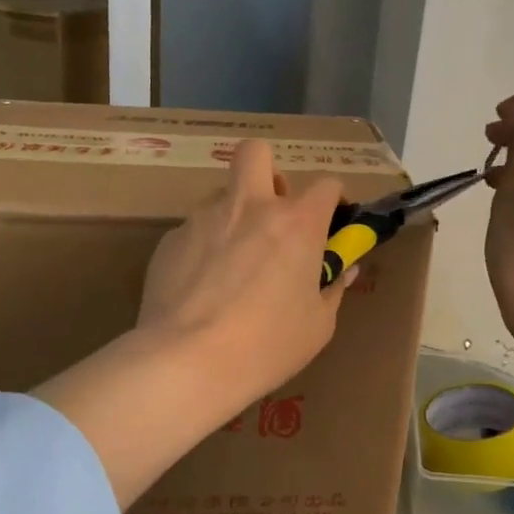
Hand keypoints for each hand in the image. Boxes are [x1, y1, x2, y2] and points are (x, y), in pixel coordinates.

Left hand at [137, 139, 349, 417]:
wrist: (187, 361)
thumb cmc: (267, 345)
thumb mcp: (317, 325)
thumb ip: (332, 289)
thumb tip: (343, 270)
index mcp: (296, 223)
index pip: (326, 184)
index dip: (333, 198)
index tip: (331, 218)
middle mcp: (249, 206)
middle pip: (256, 152)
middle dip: (268, 170)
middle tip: (272, 209)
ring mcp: (204, 219)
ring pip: (222, 194)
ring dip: (234, 215)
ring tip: (232, 262)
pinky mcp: (170, 240)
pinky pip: (194, 230)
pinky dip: (204, 248)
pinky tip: (200, 287)